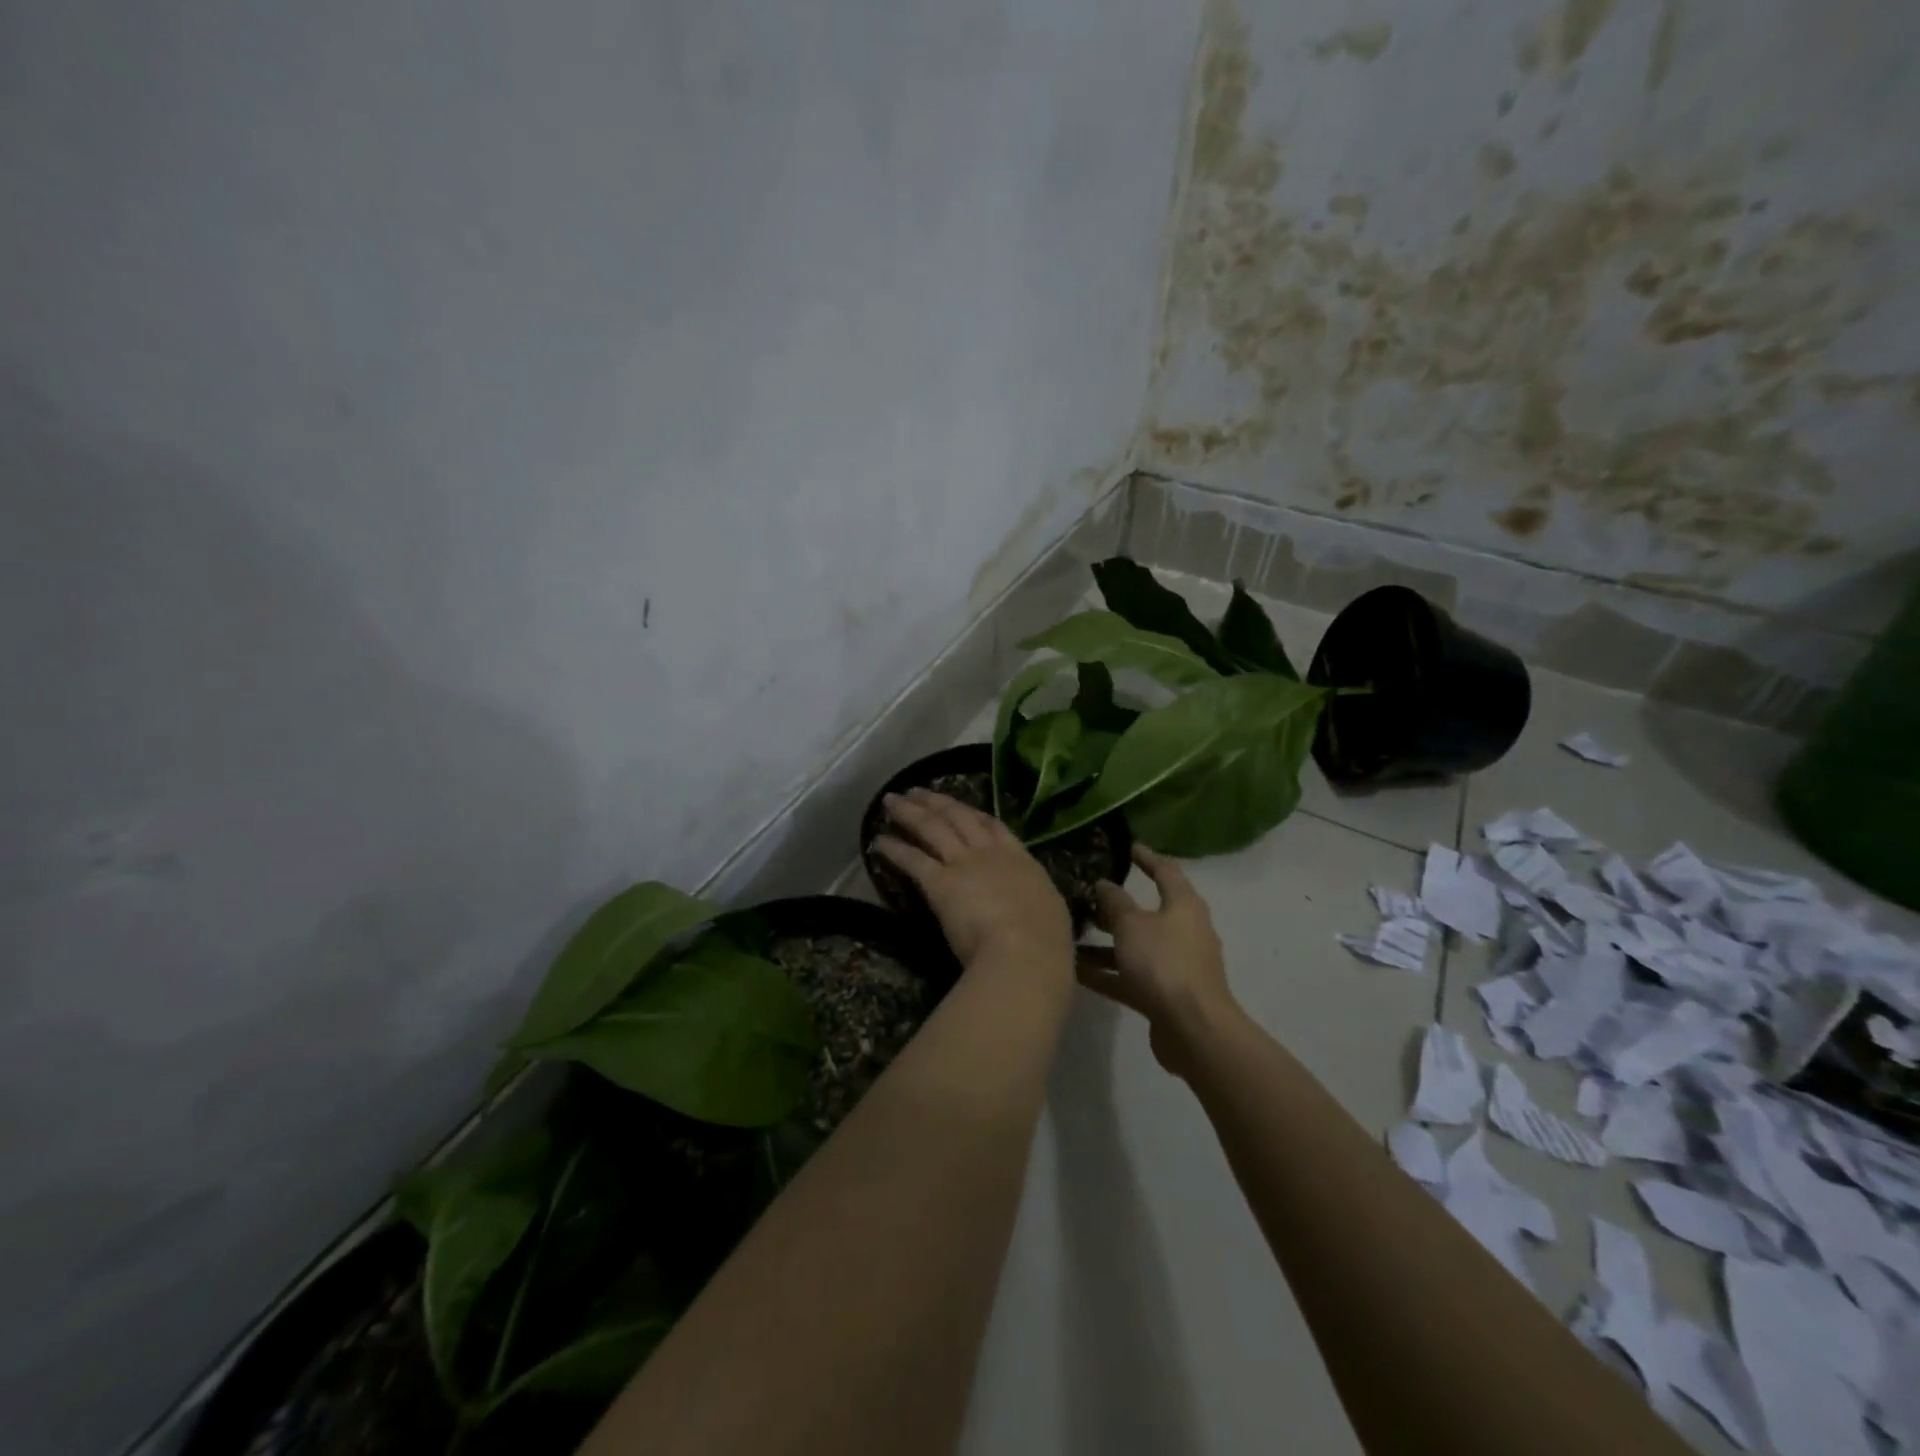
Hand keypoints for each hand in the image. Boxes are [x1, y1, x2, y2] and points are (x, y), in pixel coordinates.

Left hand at [874, 789, 1073, 978]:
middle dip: (936, 801)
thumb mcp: (1049, 909)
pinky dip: (894, 849)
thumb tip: (1034, 904)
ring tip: (891, 801)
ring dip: (910, 812)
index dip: (973, 813)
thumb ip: (1034, 899)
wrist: (1024, 950)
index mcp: (1019, 859)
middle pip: (957, 817)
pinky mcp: (939, 883)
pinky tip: (879, 841)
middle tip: (916, 790)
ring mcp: (962, 864)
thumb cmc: (1045, 939)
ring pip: (931, 828)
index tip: (959, 805)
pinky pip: (912, 859)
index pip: (993, 826)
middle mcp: (988, 853)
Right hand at [1077, 846, 1241, 1077]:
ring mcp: (1175, 966)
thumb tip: (1104, 885)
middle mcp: (1183, 932)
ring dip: (1106, 943)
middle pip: (1148, 913)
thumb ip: (1115, 902)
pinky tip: (1075, 971)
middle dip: (1117, 906)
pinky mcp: (1164, 995)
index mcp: (1184, 906)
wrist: (1192, 1029)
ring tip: (1071, 936)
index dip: (1146, 858)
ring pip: (1136, 947)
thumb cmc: (1164, 963)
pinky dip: (1107, 972)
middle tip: (1086, 897)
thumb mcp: (1132, 925)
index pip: (1166, 871)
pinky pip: (1130, 976)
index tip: (1127, 847)